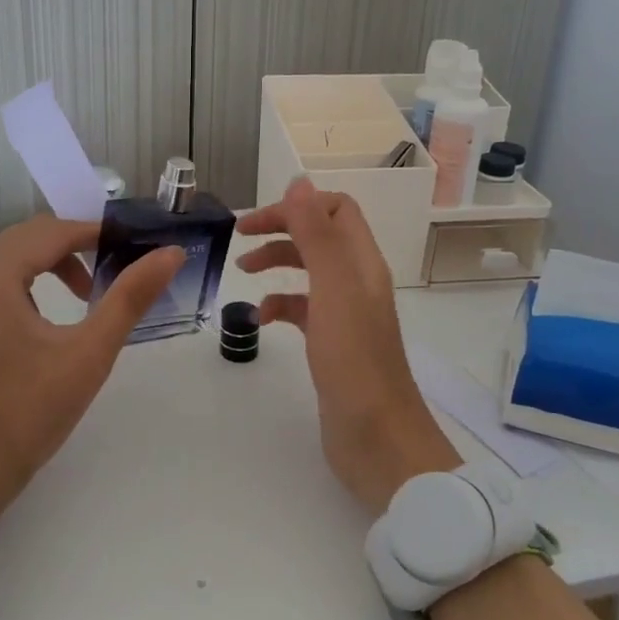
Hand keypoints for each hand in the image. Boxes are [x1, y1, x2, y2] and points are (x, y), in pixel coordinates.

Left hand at [0, 216, 184, 538]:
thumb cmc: (28, 412)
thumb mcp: (88, 353)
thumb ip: (130, 297)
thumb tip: (172, 253)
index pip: (50, 231)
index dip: (95, 233)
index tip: (130, 247)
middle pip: (25, 240)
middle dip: (72, 249)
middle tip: (111, 274)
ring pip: (4, 260)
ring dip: (46, 266)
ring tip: (82, 299)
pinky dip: (19, 285)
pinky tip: (40, 320)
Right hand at [236, 178, 458, 511]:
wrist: (377, 438)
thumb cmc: (354, 361)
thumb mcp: (333, 290)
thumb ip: (317, 234)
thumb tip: (299, 181)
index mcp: (362, 263)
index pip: (336, 210)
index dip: (297, 206)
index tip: (257, 221)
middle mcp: (358, 282)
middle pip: (319, 237)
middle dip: (281, 230)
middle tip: (240, 238)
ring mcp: (346, 315)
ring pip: (309, 272)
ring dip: (278, 263)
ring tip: (244, 273)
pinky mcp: (333, 344)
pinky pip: (303, 310)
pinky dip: (280, 304)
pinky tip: (260, 319)